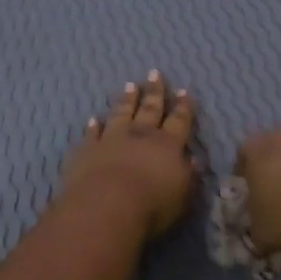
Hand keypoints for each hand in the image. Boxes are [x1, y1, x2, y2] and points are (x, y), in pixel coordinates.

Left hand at [61, 72, 197, 238]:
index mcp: (167, 145)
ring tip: (129, 85)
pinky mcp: (87, 150)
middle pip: (149, 109)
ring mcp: (111, 139)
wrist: (106, 206)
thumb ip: (188, 175)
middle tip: (154, 73)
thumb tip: (193, 159)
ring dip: (126, 100)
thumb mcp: (182, 194)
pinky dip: (92, 126)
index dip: (183, 107)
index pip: (178, 121)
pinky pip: (91, 134)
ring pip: (120, 113)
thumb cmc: (152, 205)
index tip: (183, 91)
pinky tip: (93, 119)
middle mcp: (140, 135)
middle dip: (154, 92)